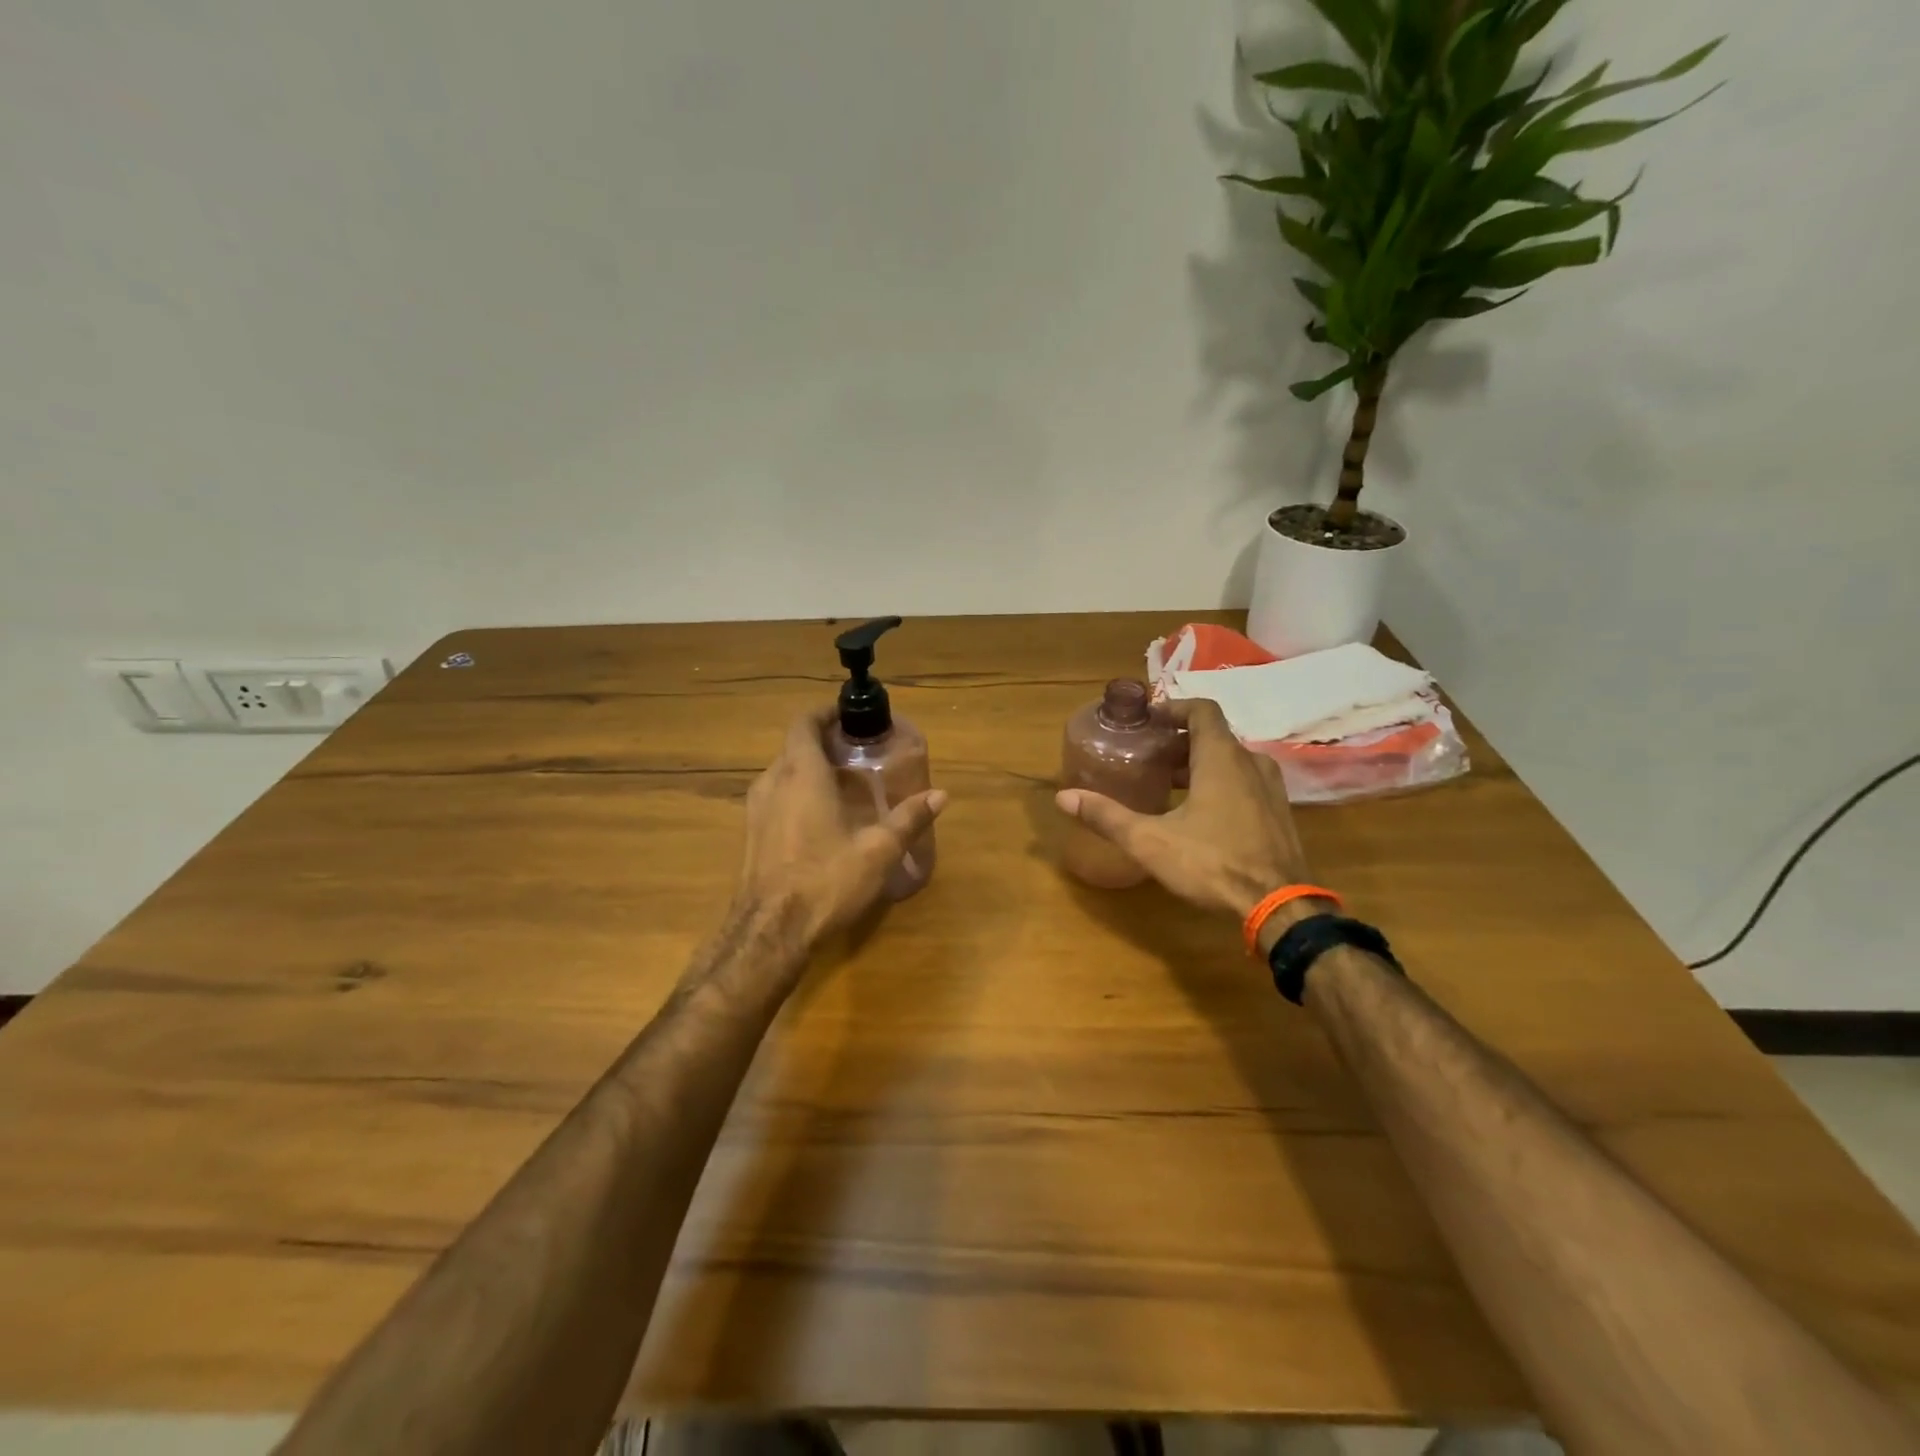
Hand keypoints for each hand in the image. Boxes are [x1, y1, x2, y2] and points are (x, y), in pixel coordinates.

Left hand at [736, 706, 946, 947]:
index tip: (850, 716)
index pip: (804, 722)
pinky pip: (775, 796)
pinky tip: (822, 818)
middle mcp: (772, 782)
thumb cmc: (825, 881)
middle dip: (825, 742)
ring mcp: (755, 809)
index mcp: (801, 773)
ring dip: (810, 768)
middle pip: (795, 746)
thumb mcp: (878, 851)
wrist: (769, 933)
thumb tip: (941, 794)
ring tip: (844, 783)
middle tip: (859, 752)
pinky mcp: (751, 834)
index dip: (826, 713)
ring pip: (783, 772)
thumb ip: (908, 819)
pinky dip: (798, 792)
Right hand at [1055, 697, 1308, 918]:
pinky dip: (1220, 783)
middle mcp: (1251, 762)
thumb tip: (1064, 797)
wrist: (1280, 907)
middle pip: (1213, 736)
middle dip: (1179, 742)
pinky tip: (1198, 813)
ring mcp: (1271, 788)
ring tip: (1167, 784)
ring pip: (1231, 760)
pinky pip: (1245, 782)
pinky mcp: (1278, 812)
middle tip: (1147, 756)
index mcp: (1222, 758)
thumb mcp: (1150, 841)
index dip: (1173, 708)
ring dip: (1199, 764)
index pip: (1201, 710)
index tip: (1148, 719)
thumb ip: (1107, 816)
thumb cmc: (1213, 863)